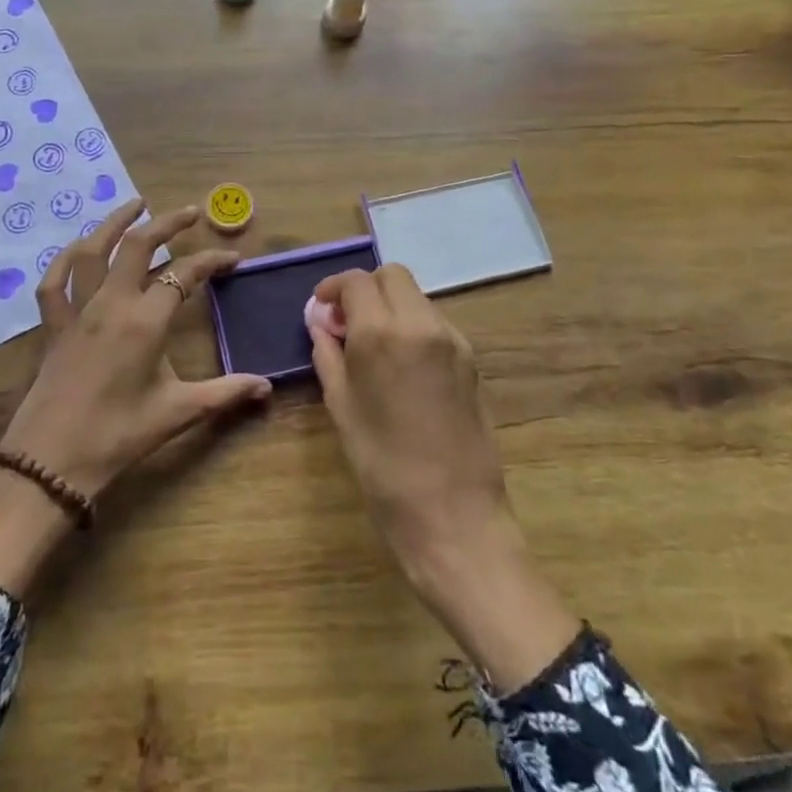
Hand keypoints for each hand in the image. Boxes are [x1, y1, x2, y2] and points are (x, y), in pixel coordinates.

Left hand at [0, 201, 271, 594]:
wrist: (50, 464)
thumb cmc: (117, 437)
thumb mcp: (177, 413)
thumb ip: (224, 394)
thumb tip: (266, 387)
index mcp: (145, 322)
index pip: (184, 275)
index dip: (211, 261)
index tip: (232, 258)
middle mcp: (111, 304)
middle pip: (138, 246)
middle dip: (167, 223)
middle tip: (190, 212)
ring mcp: (77, 311)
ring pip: (92, 251)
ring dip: (115, 223)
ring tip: (136, 204)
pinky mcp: (53, 325)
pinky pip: (54, 281)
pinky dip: (65, 258)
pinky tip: (80, 248)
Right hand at [309, 265, 576, 690]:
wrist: (454, 516)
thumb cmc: (383, 467)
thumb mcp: (342, 408)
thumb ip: (328, 355)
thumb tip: (320, 323)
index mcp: (382, 333)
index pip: (357, 281)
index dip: (333, 288)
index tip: (322, 308)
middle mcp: (422, 324)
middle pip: (393, 276)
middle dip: (366, 288)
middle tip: (346, 321)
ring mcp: (453, 340)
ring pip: (417, 298)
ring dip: (391, 307)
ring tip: (372, 346)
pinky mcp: (472, 360)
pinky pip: (435, 324)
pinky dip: (413, 327)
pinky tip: (402, 366)